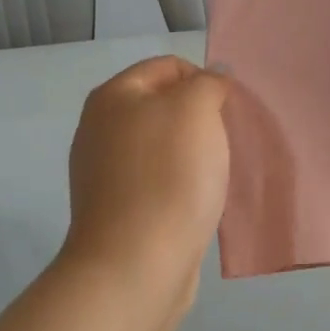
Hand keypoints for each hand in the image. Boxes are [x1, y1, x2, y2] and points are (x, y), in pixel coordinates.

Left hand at [59, 56, 231, 309]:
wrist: (136, 265)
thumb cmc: (168, 175)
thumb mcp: (197, 109)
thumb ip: (208, 83)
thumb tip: (212, 78)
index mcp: (113, 96)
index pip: (168, 65)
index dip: (204, 79)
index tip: (229, 110)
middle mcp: (100, 128)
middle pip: (163, 106)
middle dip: (201, 118)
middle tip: (227, 140)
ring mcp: (104, 172)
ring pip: (163, 146)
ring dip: (194, 153)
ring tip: (218, 172)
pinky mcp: (118, 209)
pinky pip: (158, 181)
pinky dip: (182, 185)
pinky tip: (200, 201)